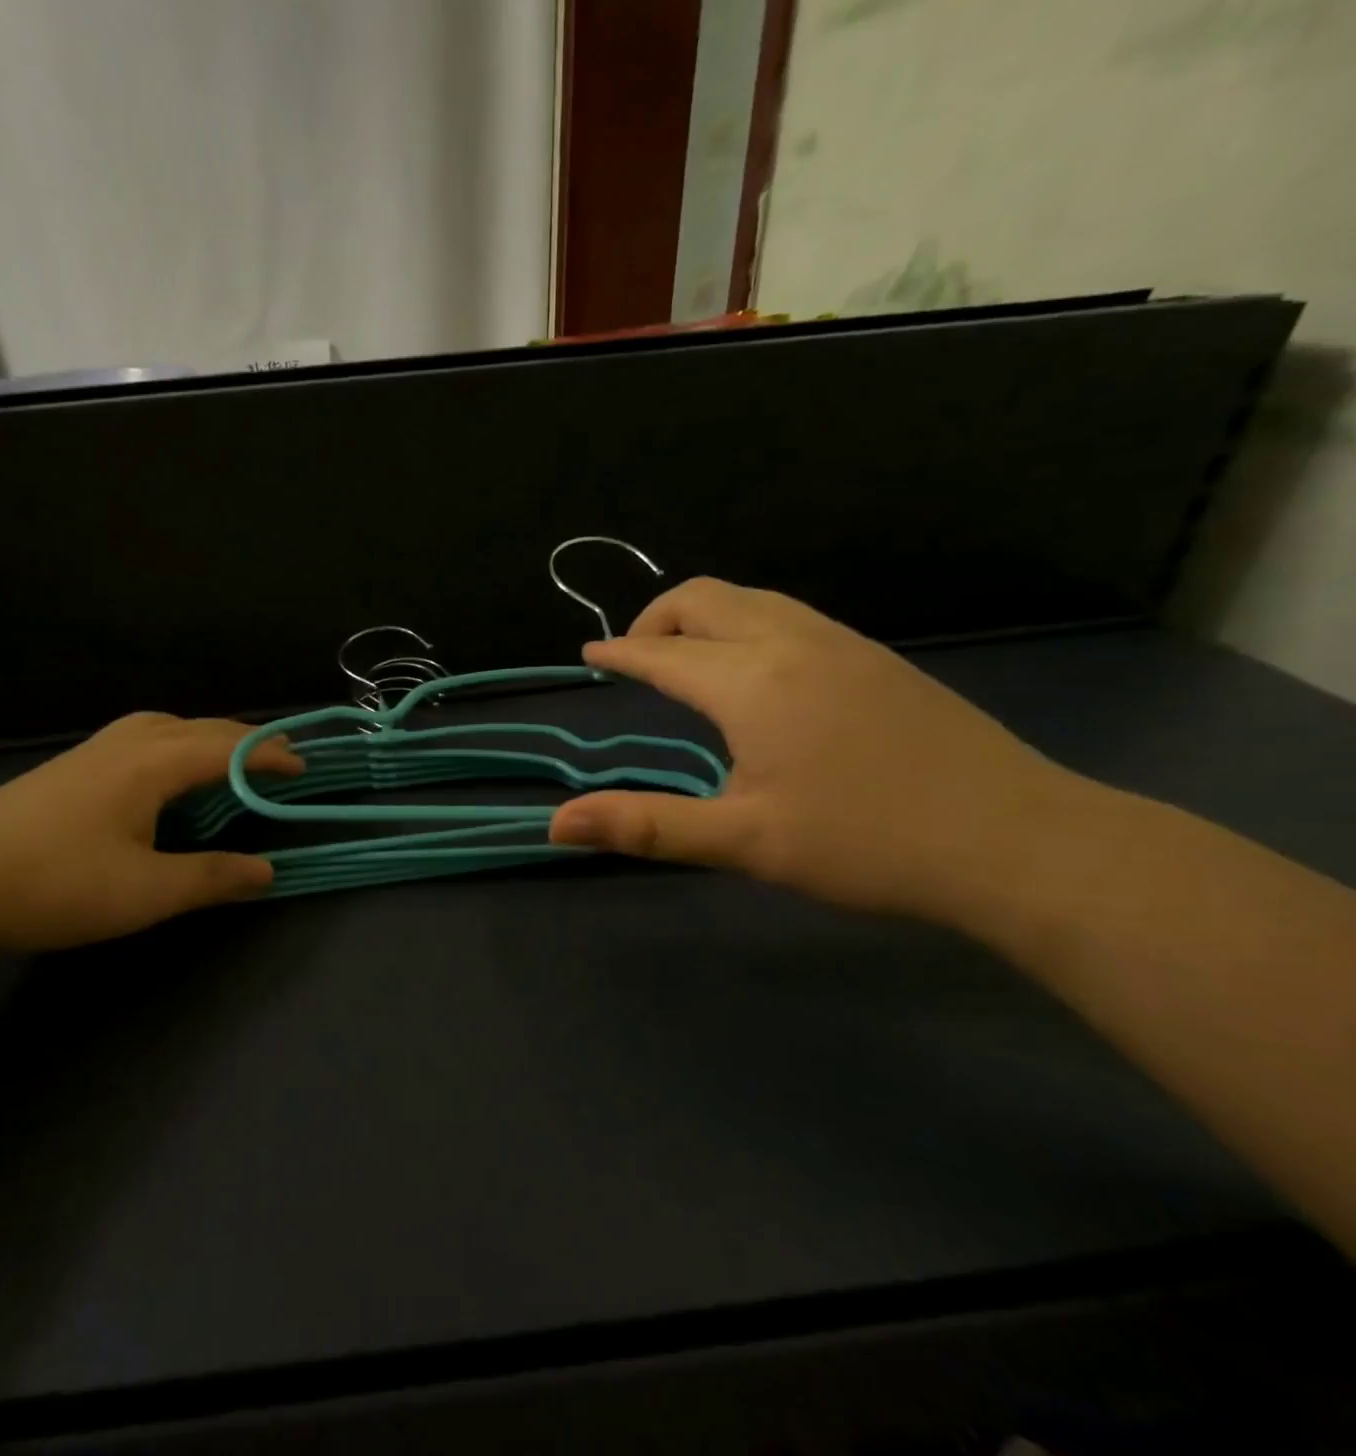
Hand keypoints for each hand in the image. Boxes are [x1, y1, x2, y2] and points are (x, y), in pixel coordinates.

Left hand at [0, 713, 301, 951]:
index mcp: (154, 764)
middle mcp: (128, 744)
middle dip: (245, 740)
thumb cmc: (57, 884)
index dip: (270, 757)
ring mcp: (93, 751)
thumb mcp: (147, 892)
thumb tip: (266, 872)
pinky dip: (174, 743)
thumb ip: (212, 878)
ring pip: (166, 725)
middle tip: (278, 758)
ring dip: (206, 736)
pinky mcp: (70, 767)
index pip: (229, 749)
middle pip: (200, 728)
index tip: (303, 768)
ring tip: (226, 759)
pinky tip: (163, 773)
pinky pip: (140, 737)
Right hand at [549, 578, 1088, 919]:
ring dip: (703, 616)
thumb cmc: (867, 844)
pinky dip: (746, 623)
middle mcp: (792, 643)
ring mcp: (843, 643)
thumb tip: (557, 824)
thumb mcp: (744, 842)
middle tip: (635, 660)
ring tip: (686, 660)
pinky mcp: (877, 658)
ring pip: (753, 599)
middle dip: (657, 618)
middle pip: (705, 598)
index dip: (619, 653)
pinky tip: (757, 673)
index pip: (662, 652)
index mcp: (752, 681)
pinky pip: (790, 614)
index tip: (589, 655)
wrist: (1019, 843)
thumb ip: (646, 825)